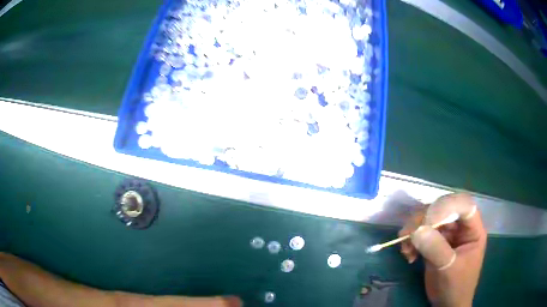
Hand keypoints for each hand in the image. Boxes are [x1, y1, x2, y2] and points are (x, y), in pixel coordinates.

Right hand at [398, 194, 486, 306]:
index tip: (427, 221)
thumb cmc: (456, 286)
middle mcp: (460, 227)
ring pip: (429, 220)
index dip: (447, 207)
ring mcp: (447, 235)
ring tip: (405, 249)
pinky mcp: (434, 243)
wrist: (447, 304)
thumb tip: (417, 230)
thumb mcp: (449, 269)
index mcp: (473, 229)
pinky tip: (407, 255)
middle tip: (408, 235)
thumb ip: (436, 249)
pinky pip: (421, 234)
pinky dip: (411, 241)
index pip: (464, 205)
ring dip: (414, 231)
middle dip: (424, 220)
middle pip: (443, 209)